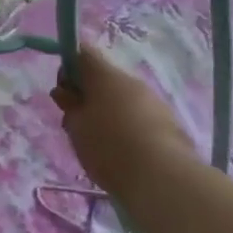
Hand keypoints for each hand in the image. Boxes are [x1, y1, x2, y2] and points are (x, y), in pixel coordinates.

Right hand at [50, 46, 195, 199]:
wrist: (162, 178)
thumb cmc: (109, 147)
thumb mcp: (76, 126)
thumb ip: (69, 105)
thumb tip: (66, 92)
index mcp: (106, 76)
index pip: (82, 53)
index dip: (68, 69)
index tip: (64, 95)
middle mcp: (132, 81)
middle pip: (103, 78)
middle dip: (87, 95)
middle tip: (77, 124)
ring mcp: (154, 101)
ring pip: (122, 98)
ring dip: (107, 112)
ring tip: (99, 143)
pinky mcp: (168, 122)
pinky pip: (139, 116)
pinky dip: (126, 127)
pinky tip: (122, 152)